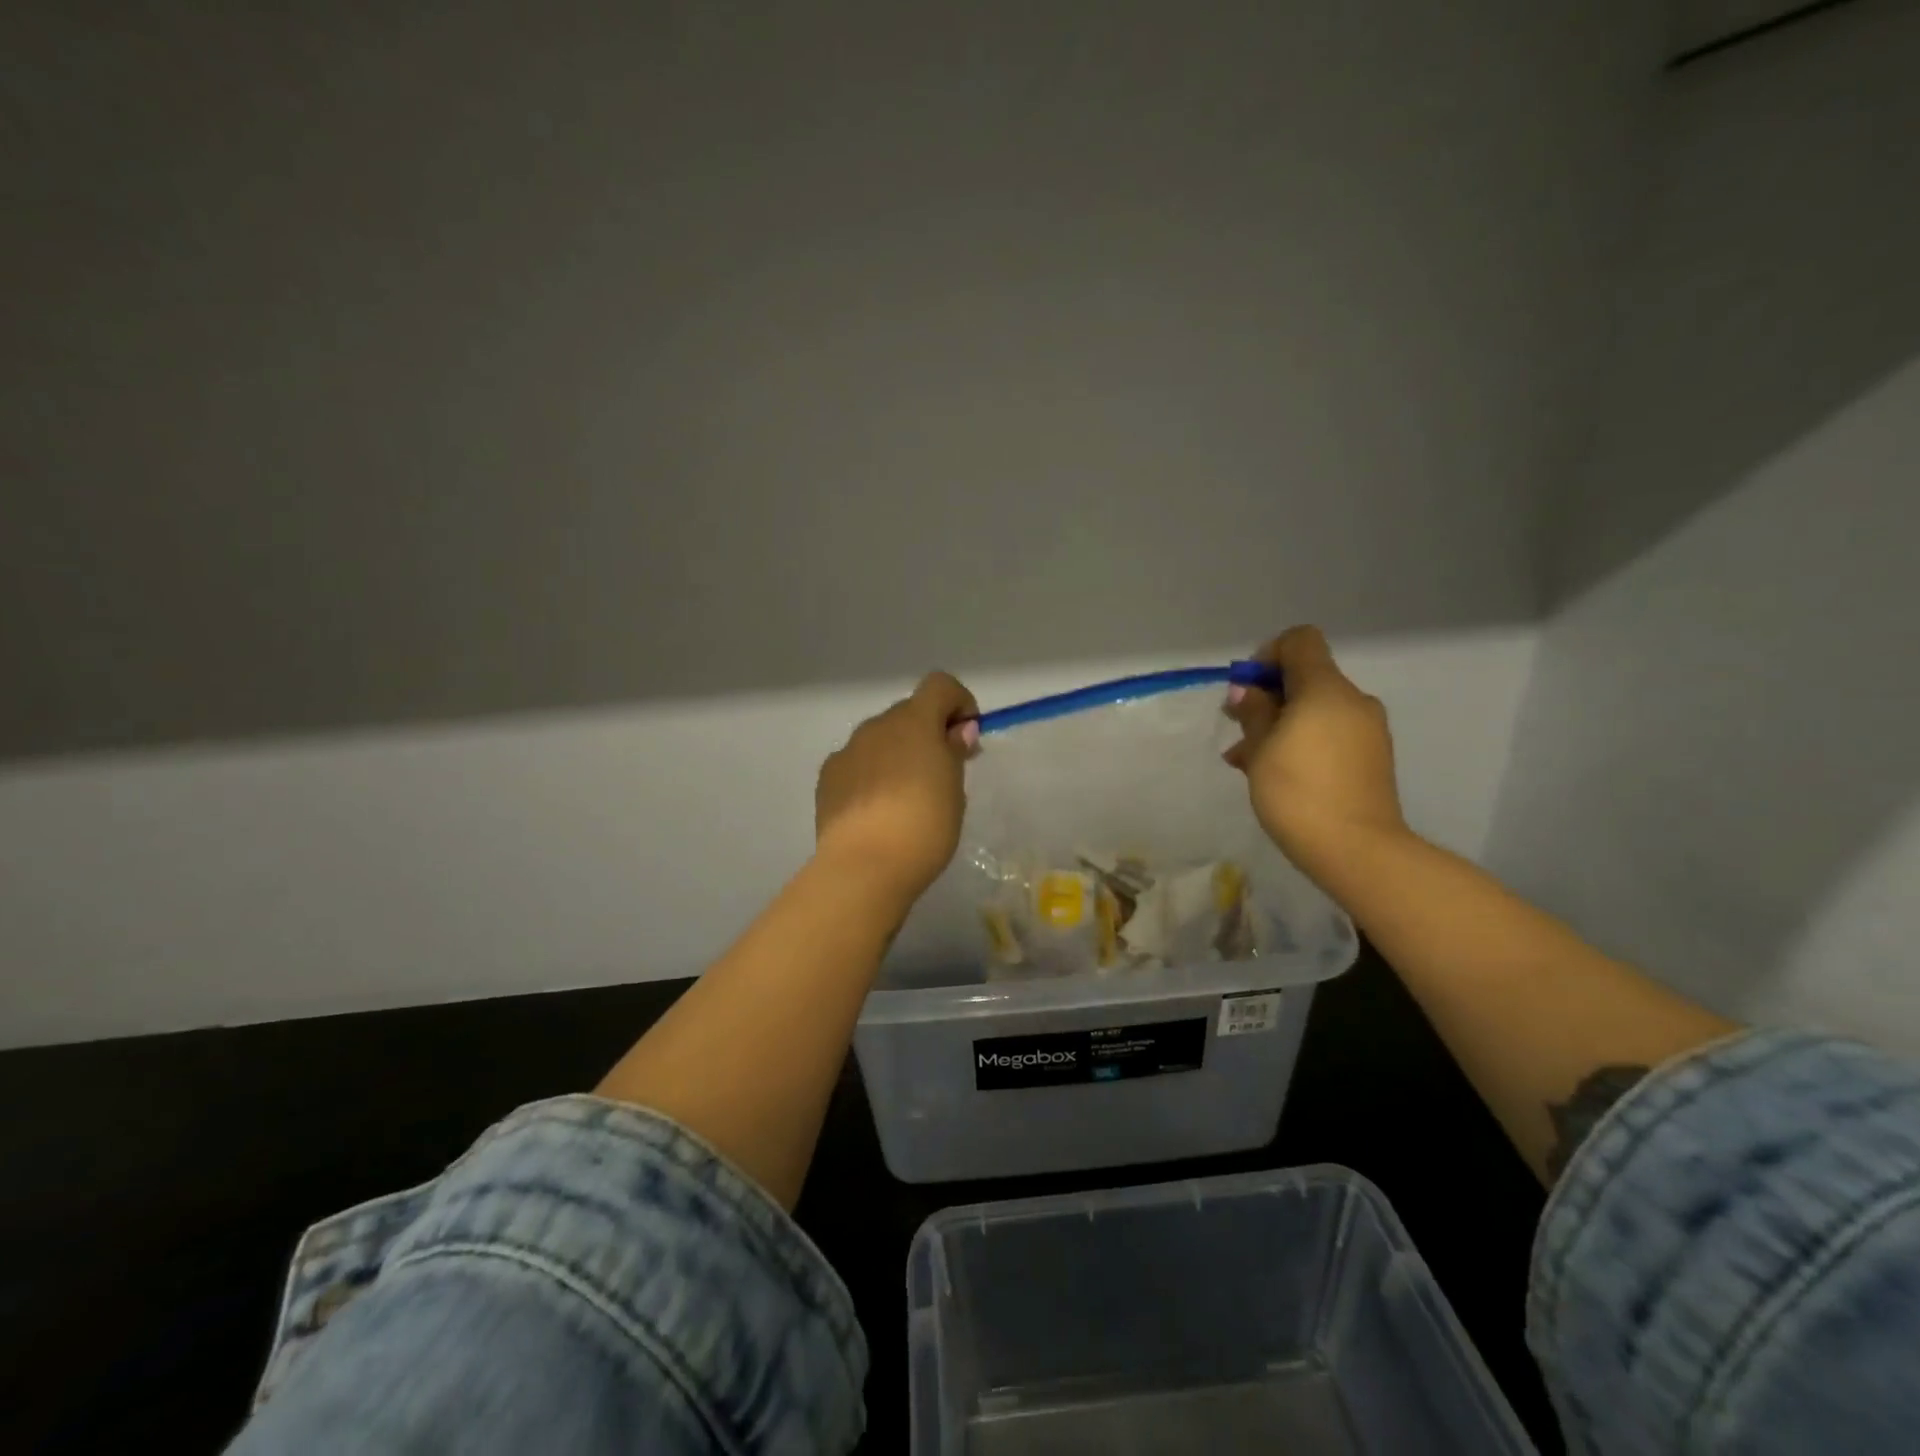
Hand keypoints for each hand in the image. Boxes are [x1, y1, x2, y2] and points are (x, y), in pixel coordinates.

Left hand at [815, 672, 979, 902]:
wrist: (865, 866)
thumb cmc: (924, 825)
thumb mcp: (955, 790)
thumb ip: (954, 753)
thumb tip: (957, 732)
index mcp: (914, 721)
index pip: (940, 686)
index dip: (959, 703)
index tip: (966, 738)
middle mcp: (877, 726)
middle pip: (909, 714)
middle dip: (927, 735)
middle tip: (941, 775)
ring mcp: (847, 751)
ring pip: (880, 740)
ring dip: (897, 756)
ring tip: (906, 800)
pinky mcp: (828, 779)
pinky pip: (857, 765)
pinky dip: (871, 777)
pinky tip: (876, 812)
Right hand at [1224, 626, 1407, 880]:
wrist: (1356, 850)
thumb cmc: (1298, 792)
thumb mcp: (1261, 749)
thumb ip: (1254, 712)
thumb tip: (1248, 691)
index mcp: (1326, 689)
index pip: (1300, 641)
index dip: (1267, 655)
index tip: (1246, 690)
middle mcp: (1353, 700)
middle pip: (1306, 677)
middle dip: (1268, 697)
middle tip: (1238, 728)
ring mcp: (1367, 730)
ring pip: (1315, 710)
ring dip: (1280, 724)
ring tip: (1247, 760)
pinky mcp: (1371, 758)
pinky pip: (1330, 733)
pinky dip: (1301, 741)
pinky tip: (1275, 773)